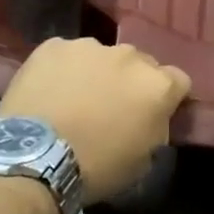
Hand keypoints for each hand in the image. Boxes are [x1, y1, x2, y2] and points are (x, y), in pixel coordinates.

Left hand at [0, 38, 190, 202]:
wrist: (35, 158)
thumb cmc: (96, 167)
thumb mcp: (143, 160)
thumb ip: (155, 129)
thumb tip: (151, 119)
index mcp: (156, 85)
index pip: (178, 81)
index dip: (167, 97)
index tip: (153, 114)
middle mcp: (128, 56)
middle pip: (139, 64)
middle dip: (130, 82)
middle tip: (111, 107)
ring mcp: (89, 47)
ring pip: (100, 57)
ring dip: (95, 73)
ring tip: (74, 99)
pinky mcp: (53, 46)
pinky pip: (65, 55)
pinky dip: (62, 70)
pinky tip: (49, 92)